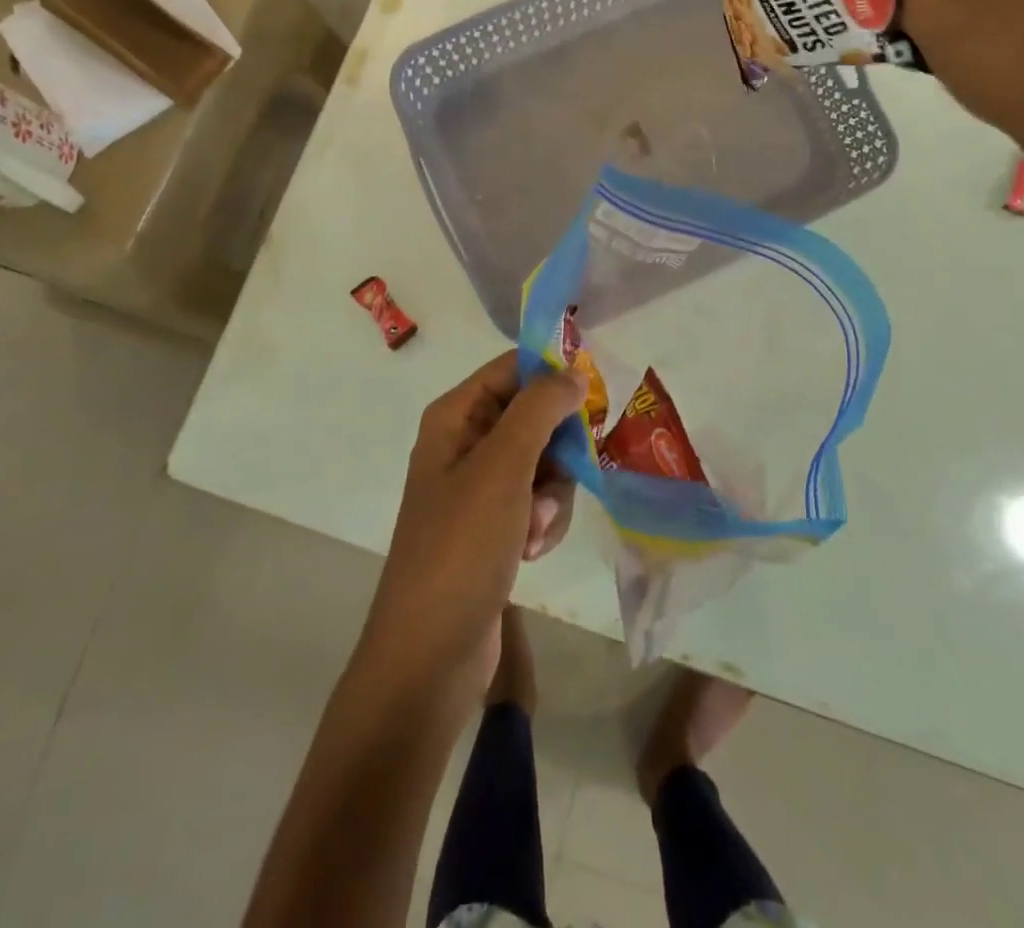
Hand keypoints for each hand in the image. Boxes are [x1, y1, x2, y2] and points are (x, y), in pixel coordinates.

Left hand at [355, 355, 583, 711]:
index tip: (593, 399)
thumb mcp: (503, 466)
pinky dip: (544, 521)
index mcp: (455, 416)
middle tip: (559, 476)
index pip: (513, 368)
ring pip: (544, 462)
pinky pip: (537, 501)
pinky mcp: (494, 525)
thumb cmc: (461, 546)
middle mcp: (465, 443)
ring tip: (534, 528)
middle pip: (535, 416)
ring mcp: (479, 487)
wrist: (430, 653)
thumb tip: (573, 373)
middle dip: (556, 450)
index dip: (553, 376)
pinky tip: (532, 550)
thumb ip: (540, 408)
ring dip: (552, 494)